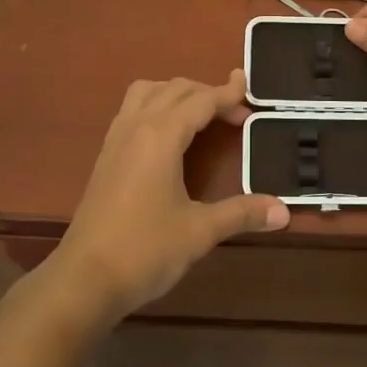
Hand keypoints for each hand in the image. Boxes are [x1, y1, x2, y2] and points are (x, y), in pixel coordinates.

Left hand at [44, 71, 288, 327]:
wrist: (83, 279)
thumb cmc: (144, 251)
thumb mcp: (199, 232)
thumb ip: (241, 214)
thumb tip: (283, 211)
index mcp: (161, 136)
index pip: (200, 100)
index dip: (227, 93)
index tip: (249, 87)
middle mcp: (137, 126)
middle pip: (175, 89)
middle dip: (207, 92)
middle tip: (235, 111)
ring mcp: (116, 139)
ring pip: (147, 92)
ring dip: (176, 93)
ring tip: (200, 113)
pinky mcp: (105, 156)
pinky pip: (132, 109)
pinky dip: (155, 105)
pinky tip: (167, 134)